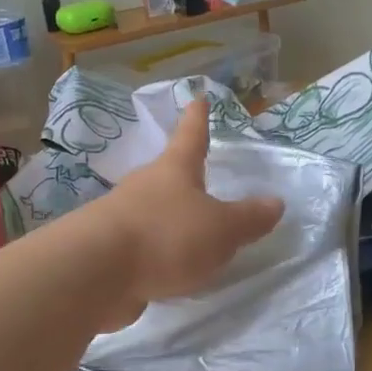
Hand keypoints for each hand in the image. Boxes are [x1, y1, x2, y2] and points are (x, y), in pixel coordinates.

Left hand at [92, 101, 282, 320]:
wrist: (96, 274)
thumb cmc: (166, 236)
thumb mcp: (221, 229)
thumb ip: (248, 219)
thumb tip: (275, 202)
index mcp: (174, 171)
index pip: (191, 136)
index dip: (198, 118)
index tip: (197, 97)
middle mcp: (145, 187)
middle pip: (168, 175)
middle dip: (185, 177)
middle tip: (203, 178)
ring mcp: (123, 219)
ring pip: (154, 212)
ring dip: (171, 219)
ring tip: (194, 236)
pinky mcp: (111, 253)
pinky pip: (143, 247)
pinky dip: (158, 254)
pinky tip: (170, 272)